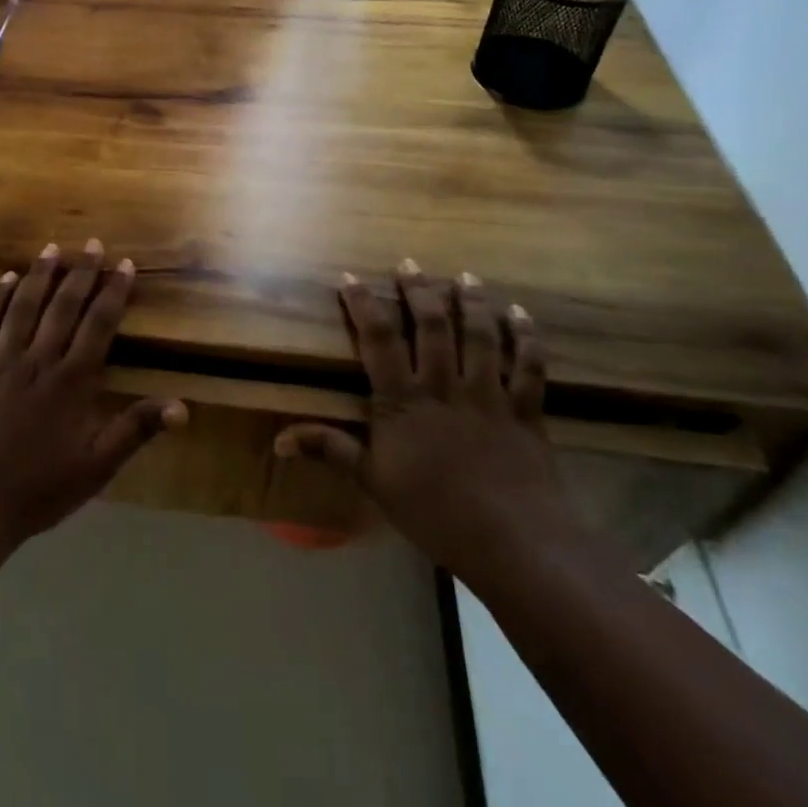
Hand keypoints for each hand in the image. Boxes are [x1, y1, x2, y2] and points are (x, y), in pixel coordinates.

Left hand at [0, 240, 187, 541]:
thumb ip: (136, 429)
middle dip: (81, 272)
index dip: (113, 292)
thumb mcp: (97, 466)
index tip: (124, 265)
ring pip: (24, 306)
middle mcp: (39, 359)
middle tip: (92, 244)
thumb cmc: (40, 488)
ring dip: (40, 275)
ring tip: (52, 248)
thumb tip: (182, 406)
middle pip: (63, 306)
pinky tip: (5, 279)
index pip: (99, 324)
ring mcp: (1, 360)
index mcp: (73, 380)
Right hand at [276, 264, 570, 581]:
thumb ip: (330, 450)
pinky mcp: (525, 412)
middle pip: (432, 326)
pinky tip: (523, 315)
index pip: (379, 339)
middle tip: (410, 263)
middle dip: (419, 291)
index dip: (364, 304)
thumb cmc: (434, 512)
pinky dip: (527, 339)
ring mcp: (487, 395)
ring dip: (472, 302)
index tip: (351, 277)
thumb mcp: (373, 481)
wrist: (513, 543)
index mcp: (403, 400)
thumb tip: (278, 441)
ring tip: (466, 276)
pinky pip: (528, 367)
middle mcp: (444, 386)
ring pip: (480, 336)